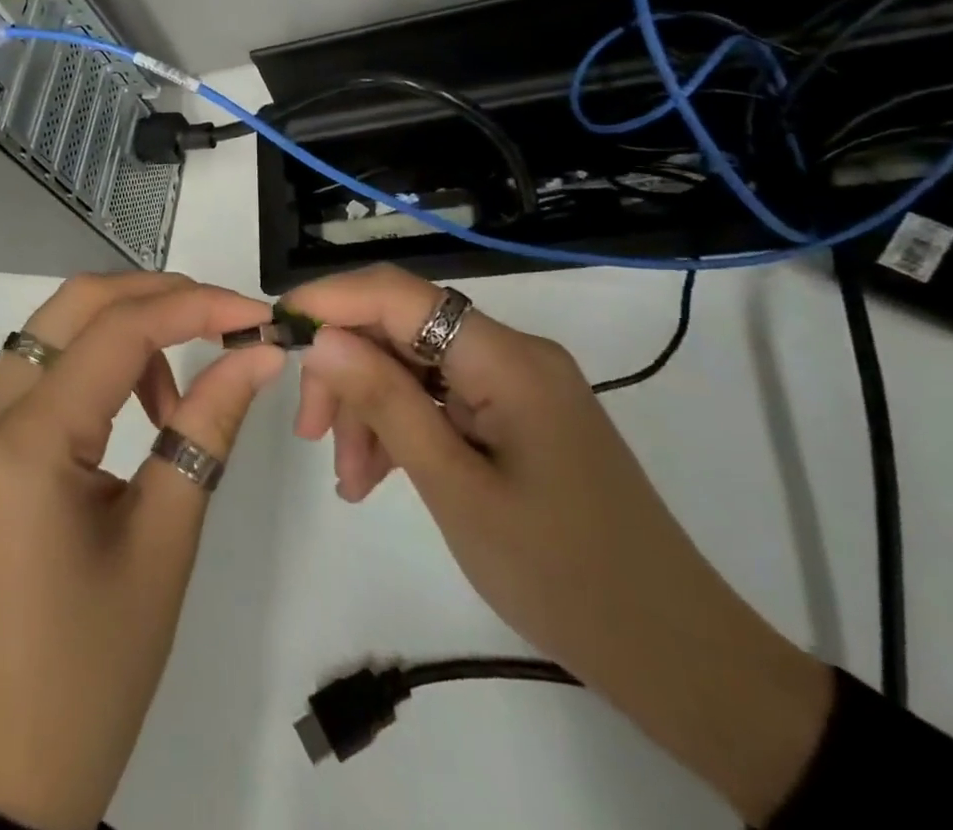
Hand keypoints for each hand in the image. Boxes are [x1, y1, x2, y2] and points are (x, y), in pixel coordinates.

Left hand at [0, 273, 284, 829]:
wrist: (1, 771)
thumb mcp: (164, 542)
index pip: (118, 331)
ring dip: (123, 331)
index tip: (259, 314)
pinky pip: (39, 372)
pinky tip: (131, 412)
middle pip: (74, 306)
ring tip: (176, 395)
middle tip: (224, 324)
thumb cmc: (92, 671)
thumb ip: (207, 428)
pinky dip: (93, 365)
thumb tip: (259, 353)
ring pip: (54, 332)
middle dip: (155, 297)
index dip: (195, 306)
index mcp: (23, 443)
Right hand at [285, 265, 833, 825]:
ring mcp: (515, 382)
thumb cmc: (564, 575)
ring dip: (369, 408)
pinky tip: (379, 475)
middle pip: (399, 328)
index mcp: (505, 358)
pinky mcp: (516, 412)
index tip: (274, 331)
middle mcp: (510, 352)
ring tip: (351, 480)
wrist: (678, 657)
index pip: (397, 294)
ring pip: (412, 364)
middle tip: (309, 434)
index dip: (329, 300)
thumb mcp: (456, 490)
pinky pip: (438, 395)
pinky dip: (401, 425)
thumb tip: (321, 336)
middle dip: (346, 372)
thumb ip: (386, 403)